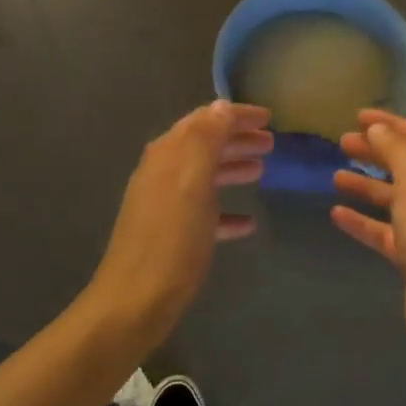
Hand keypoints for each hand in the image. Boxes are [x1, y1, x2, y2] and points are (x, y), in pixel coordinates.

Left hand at [86, 101, 272, 346]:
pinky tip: (247, 223)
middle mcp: (162, 173)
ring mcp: (164, 205)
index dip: (235, 115)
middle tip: (271, 143)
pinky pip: (203, 213)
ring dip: (232, 169)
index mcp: (167, 155)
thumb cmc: (171, 239)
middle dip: (236, 139)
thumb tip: (220, 105)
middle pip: (204, 146)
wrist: (135, 301)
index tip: (269, 116)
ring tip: (261, 171)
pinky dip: (225, 211)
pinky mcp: (170, 235)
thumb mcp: (192, 182)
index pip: (204, 120)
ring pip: (204, 177)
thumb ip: (206, 140)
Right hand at [331, 110, 405, 366]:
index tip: (357, 115)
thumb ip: (397, 151)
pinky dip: (363, 221)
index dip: (390, 123)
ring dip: (367, 184)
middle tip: (342, 142)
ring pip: (395, 197)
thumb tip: (378, 128)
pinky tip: (337, 214)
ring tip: (335, 175)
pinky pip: (385, 230)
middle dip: (376, 151)